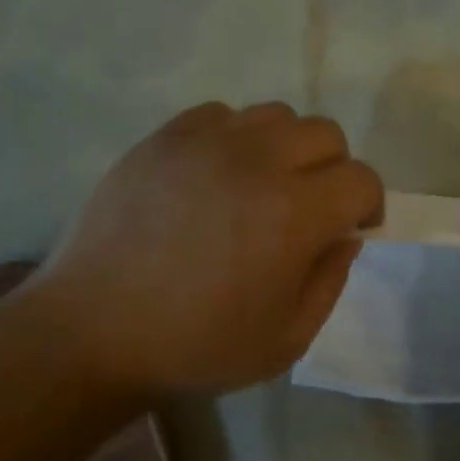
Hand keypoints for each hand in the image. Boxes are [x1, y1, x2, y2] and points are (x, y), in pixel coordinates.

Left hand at [20, 102, 383, 395]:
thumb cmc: (195, 346)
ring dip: (286, 148)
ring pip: (276, 115)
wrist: (91, 332)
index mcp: (294, 214)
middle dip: (333, 170)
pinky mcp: (164, 138)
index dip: (368, 205)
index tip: (351, 229)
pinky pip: (220, 115)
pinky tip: (216, 175)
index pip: (361, 179)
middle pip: (326, 134)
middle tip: (308, 208)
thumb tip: (344, 236)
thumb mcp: (286, 339)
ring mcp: (206, 143)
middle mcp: (258, 162)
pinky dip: (234, 138)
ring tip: (261, 185)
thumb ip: (330, 282)